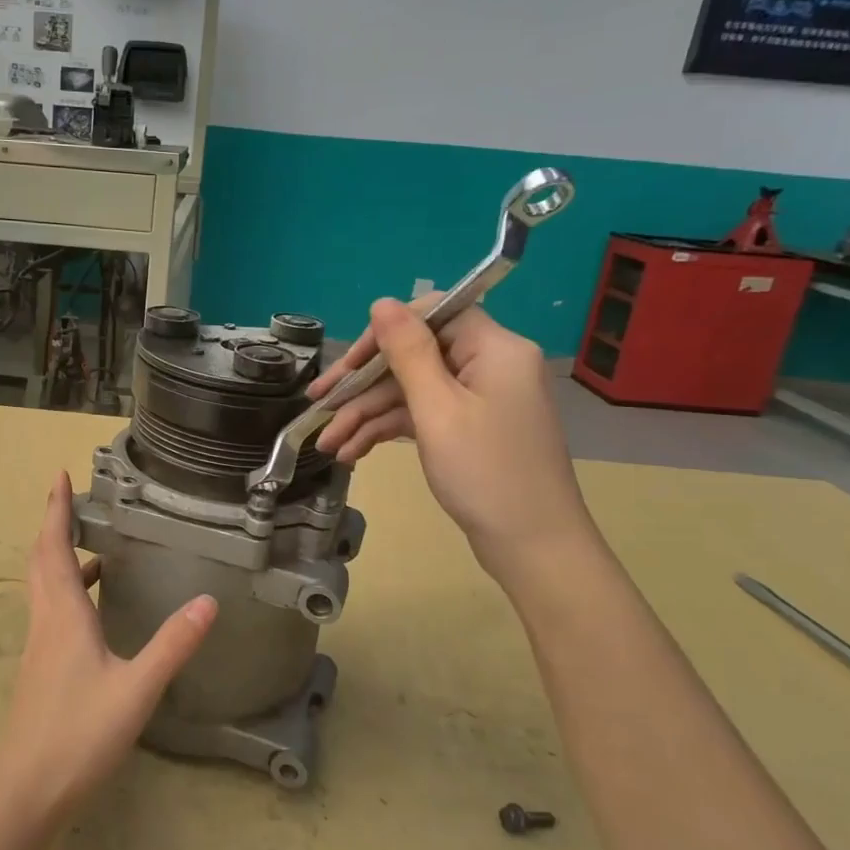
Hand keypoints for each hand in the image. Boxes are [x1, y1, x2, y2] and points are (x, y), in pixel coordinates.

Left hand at [0, 475, 217, 815]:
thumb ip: (172, 644)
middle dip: (53, 524)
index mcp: (63, 613)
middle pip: (42, 559)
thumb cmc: (78, 733)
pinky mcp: (41, 667)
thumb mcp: (136, 688)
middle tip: (71, 498)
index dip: (55, 509)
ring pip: (44, 585)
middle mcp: (46, 620)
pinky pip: (51, 609)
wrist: (26, 788)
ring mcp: (40, 645)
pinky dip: (67, 589)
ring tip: (92, 544)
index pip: (54, 546)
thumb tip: (208, 601)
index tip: (58, 476)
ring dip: (60, 556)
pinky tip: (92, 607)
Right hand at [310, 300, 592, 576]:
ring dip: (366, 416)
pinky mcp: (468, 429)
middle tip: (317, 403)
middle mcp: (488, 365)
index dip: (385, 334)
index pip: (432, 315)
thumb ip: (407, 352)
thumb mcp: (437, 409)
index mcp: (494, 348)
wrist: (533, 547)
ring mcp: (479, 399)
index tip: (347, 365)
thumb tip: (381, 303)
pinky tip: (352, 453)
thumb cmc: (486, 473)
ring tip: (327, 445)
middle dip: (362, 385)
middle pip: (414, 357)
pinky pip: (421, 416)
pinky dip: (387, 432)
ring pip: (411, 392)